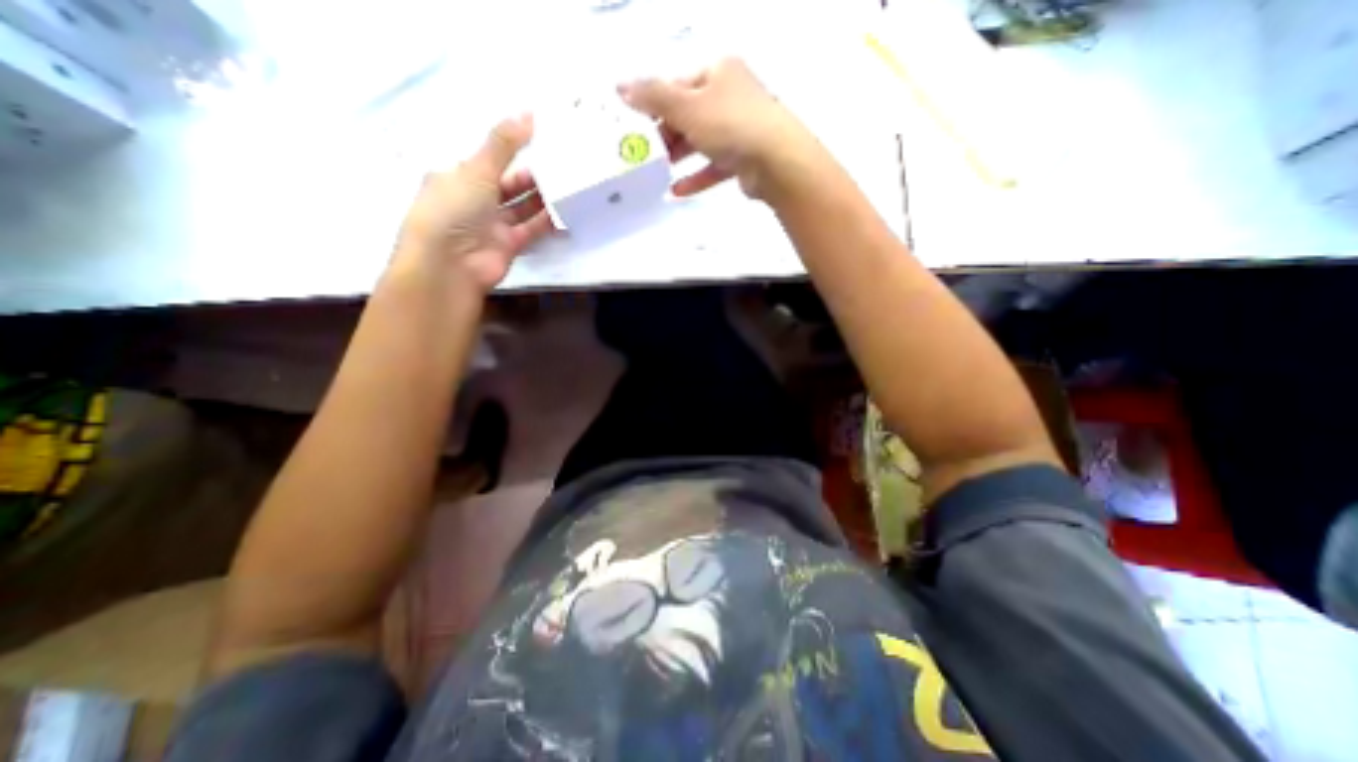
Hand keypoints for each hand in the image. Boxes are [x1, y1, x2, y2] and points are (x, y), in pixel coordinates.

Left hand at [395, 112, 552, 293]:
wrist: (450, 264)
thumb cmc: (454, 209)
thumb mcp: (477, 169)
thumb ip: (504, 144)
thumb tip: (529, 113)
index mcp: (457, 177)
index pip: (487, 160)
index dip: (510, 150)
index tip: (539, 141)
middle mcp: (474, 201)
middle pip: (508, 185)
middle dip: (531, 177)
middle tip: (560, 165)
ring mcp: (492, 226)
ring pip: (521, 208)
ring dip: (541, 199)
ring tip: (567, 185)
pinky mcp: (509, 246)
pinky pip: (531, 230)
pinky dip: (546, 222)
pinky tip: (564, 212)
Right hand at [623, 57, 821, 199]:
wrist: (776, 162)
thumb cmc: (730, 125)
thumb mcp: (686, 107)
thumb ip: (653, 98)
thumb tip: (620, 87)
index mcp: (719, 72)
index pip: (678, 84)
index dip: (656, 103)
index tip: (637, 125)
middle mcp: (731, 95)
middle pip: (689, 114)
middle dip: (666, 134)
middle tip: (645, 152)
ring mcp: (740, 129)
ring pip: (702, 141)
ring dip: (679, 156)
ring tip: (657, 171)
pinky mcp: (744, 158)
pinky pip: (714, 166)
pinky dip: (696, 177)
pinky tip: (677, 191)